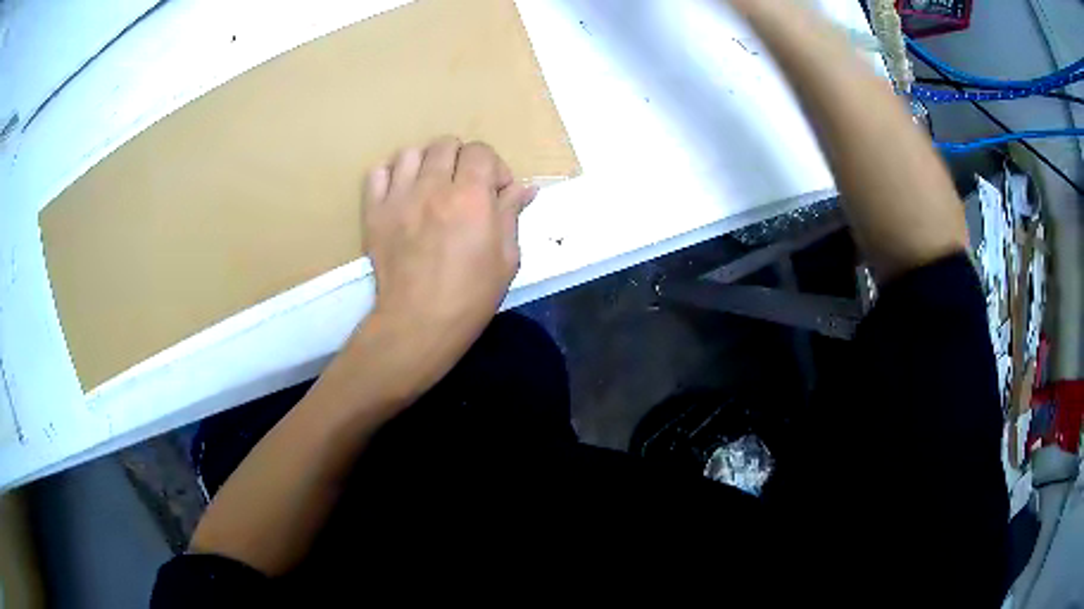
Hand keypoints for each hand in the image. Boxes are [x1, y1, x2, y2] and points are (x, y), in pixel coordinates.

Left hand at [357, 136, 536, 394]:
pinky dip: (392, 175)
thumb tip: (524, 188)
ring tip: (431, 188)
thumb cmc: (471, 295)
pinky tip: (402, 193)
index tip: (495, 192)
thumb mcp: (507, 258)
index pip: (480, 151)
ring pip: (412, 152)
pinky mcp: (375, 212)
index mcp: (471, 197)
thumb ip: (511, 214)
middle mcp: (433, 187)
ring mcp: (399, 197)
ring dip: (427, 164)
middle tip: (465, 188)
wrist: (418, 322)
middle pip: (446, 144)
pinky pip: (378, 172)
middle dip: (462, 161)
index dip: (493, 167)